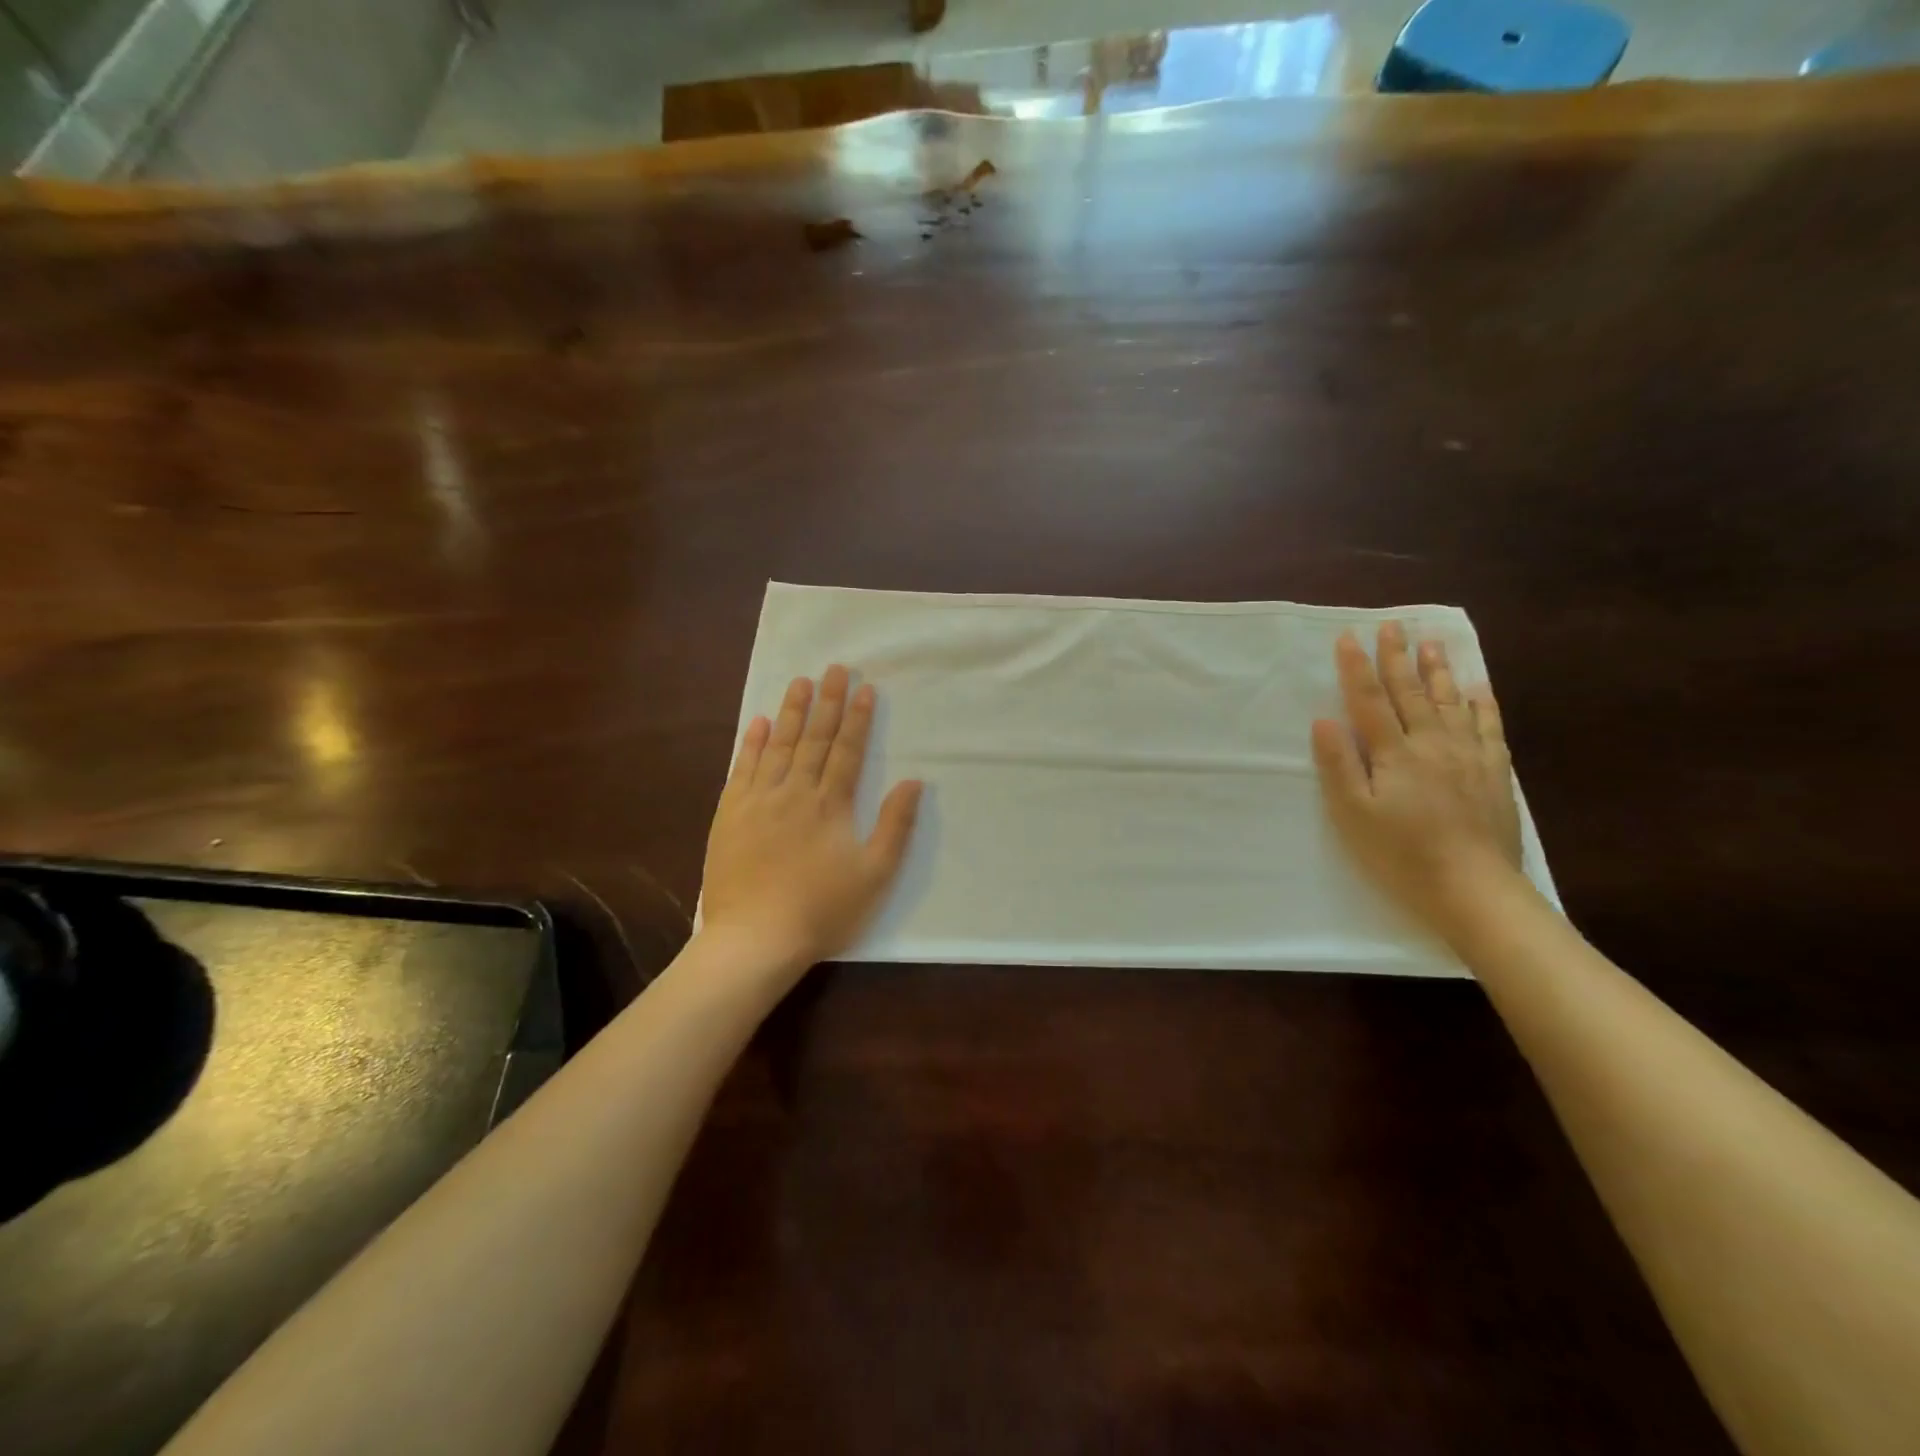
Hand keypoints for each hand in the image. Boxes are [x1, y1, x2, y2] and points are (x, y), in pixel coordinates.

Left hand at [699, 665, 922, 982]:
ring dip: (790, 712)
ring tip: (799, 682)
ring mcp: (758, 801)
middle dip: (826, 702)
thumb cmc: (822, 910)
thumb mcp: (874, 874)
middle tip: (833, 668)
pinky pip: (741, 769)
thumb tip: (914, 782)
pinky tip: (757, 723)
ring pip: (777, 746)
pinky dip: (751, 743)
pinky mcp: (730, 815)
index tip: (864, 689)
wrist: (755, 939)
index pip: (847, 751)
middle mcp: (794, 792)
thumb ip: (895, 826)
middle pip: (813, 739)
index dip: (857, 719)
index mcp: (830, 805)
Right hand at [1310, 622, 1523, 934]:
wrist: (1472, 887)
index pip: (1369, 700)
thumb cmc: (1401, 853)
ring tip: (1432, 642)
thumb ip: (1338, 765)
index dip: (1356, 667)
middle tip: (1393, 625)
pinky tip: (1478, 687)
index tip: (1348, 636)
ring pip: (1450, 701)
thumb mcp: (1353, 814)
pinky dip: (1482, 703)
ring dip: (1438, 670)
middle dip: (1397, 657)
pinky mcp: (1494, 772)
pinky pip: (1489, 726)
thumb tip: (1324, 720)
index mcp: (1393, 753)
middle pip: (1410, 692)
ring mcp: (1468, 755)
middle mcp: (1431, 743)